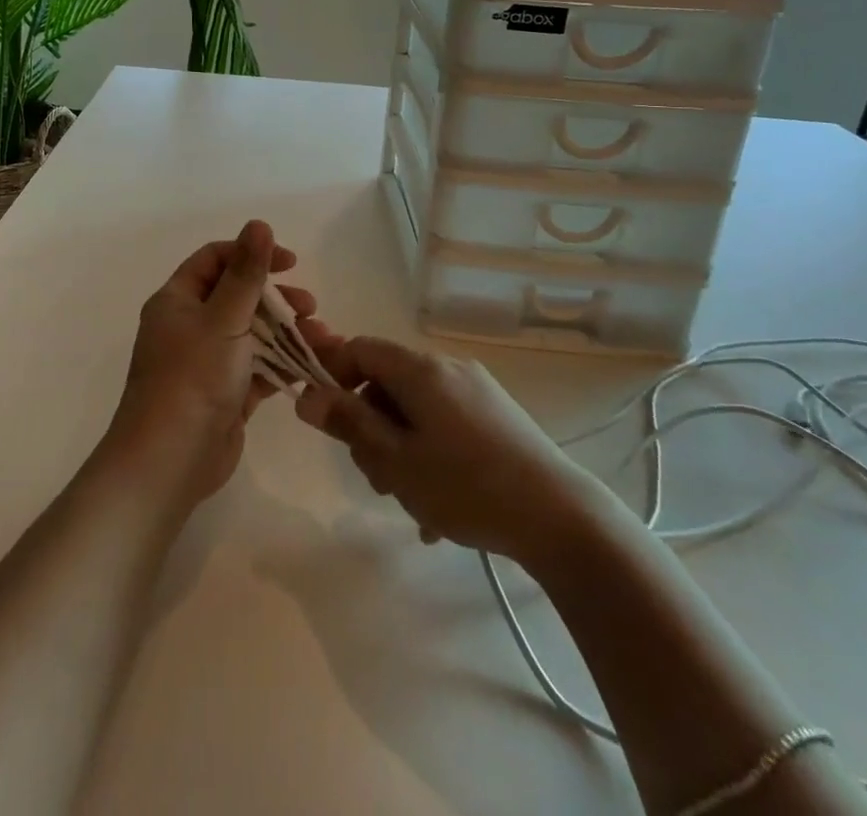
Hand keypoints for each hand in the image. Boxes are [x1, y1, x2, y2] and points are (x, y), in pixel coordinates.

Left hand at [104, 221, 314, 508]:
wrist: (170, 460)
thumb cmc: (192, 377)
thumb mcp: (223, 318)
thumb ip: (246, 273)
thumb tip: (259, 224)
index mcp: (177, 301)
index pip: (215, 260)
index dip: (251, 254)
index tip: (289, 262)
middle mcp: (190, 326)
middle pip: (238, 297)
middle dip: (277, 299)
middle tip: (310, 306)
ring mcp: (208, 362)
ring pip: (253, 334)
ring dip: (288, 333)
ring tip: (323, 338)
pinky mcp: (226, 394)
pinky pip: (259, 369)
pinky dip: (284, 365)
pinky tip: (314, 366)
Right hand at [294, 332, 589, 560]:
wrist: (561, 518)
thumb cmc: (466, 486)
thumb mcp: (395, 461)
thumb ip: (348, 424)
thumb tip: (306, 395)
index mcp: (419, 369)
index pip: (359, 348)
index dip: (333, 375)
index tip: (327, 418)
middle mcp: (447, 367)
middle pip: (387, 381)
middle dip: (370, 423)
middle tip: (375, 475)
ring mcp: (476, 390)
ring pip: (415, 407)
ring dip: (399, 445)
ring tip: (410, 498)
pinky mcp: (497, 416)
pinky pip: (444, 423)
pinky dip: (430, 452)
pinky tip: (438, 506)